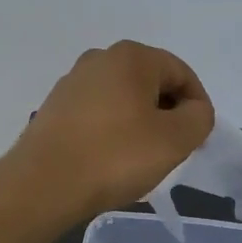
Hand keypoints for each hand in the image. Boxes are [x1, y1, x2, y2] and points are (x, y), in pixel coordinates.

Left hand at [14, 41, 214, 222]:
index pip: (182, 74)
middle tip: (173, 149)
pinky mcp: (55, 107)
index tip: (197, 139)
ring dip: (141, 123)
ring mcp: (73, 82)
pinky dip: (114, 131)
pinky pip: (99, 113)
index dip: (197, 106)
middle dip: (168, 114)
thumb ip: (199, 117)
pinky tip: (111, 160)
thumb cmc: (116, 157)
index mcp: (132, 57)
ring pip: (125, 98)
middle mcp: (100, 59)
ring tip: (142, 158)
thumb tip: (194, 110)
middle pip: (152, 83)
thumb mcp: (175, 140)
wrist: (43, 186)